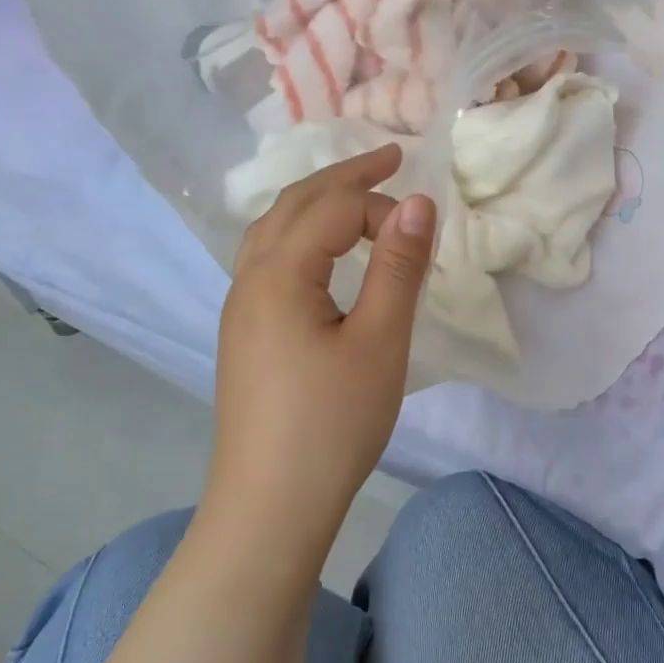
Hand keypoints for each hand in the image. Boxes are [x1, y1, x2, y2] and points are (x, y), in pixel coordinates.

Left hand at [209, 145, 435, 529]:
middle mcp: (249, 279)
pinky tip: (321, 254)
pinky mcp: (245, 335)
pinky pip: (269, 259)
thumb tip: (418, 202)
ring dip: (316, 201)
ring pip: (273, 230)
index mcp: (279, 273)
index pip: (332, 209)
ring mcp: (240, 308)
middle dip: (343, 175)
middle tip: (390, 156)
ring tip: (356, 193)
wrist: (270, 506)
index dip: (381, 207)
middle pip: (293, 204)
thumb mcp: (380, 342)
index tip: (424, 233)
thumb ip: (399, 267)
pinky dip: (301, 234)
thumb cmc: (332, 423)